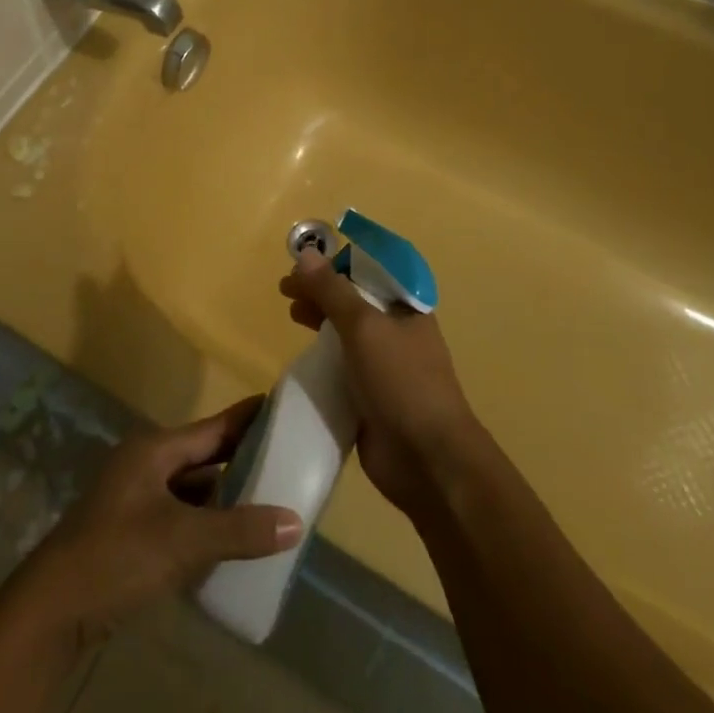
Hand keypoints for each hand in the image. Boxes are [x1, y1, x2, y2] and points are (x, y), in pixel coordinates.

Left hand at [12, 398, 302, 643]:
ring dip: (226, 496)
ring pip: (193, 489)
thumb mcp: (183, 540)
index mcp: (155, 449)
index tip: (281, 406)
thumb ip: (239, 530)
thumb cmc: (117, 556)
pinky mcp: (133, 533)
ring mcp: (137, 499)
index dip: (247, 418)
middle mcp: (146, 465)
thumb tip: (295, 522)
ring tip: (270, 499)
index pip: (213, 427)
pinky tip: (233, 539)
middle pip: (204, 456)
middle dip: (242, 459)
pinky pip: (182, 517)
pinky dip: (207, 523)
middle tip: (288, 458)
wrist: (52, 610)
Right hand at [280, 246, 478, 514]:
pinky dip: (321, 356)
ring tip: (291, 314)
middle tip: (286, 289)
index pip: (370, 271)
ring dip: (319, 319)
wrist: (427, 459)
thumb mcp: (364, 326)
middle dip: (321, 290)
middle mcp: (397, 332)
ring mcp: (384, 366)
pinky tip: (302, 355)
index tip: (304, 261)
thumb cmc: (401, 380)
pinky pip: (341, 367)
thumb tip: (306, 253)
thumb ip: (332, 291)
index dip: (337, 262)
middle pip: (354, 300)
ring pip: (345, 332)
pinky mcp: (370, 397)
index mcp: (406, 308)